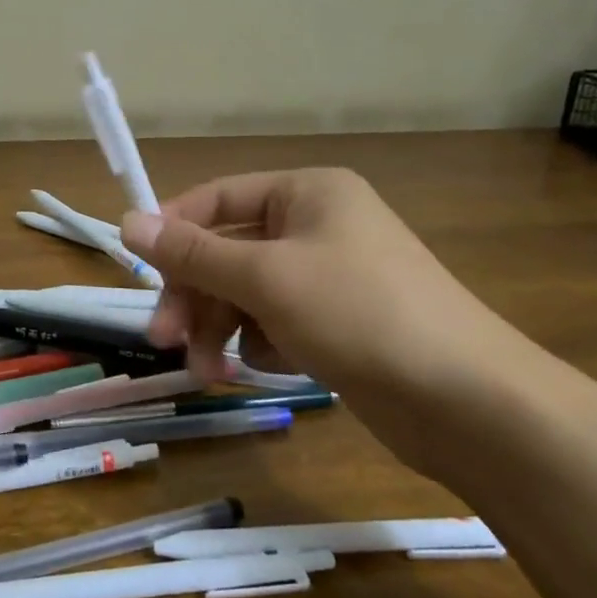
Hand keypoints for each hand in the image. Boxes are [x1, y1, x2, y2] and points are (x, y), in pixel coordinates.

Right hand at [119, 168, 530, 475]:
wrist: (469, 404)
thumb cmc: (360, 314)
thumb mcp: (265, 278)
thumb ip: (193, 253)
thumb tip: (127, 221)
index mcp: (307, 193)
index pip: (218, 198)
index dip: (174, 229)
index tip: (138, 267)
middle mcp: (317, 226)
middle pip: (229, 251)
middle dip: (195, 294)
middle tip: (165, 338)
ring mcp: (330, 277)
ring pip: (247, 292)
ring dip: (220, 327)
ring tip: (207, 369)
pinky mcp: (339, 324)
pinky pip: (276, 322)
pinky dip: (260, 344)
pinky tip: (267, 367)